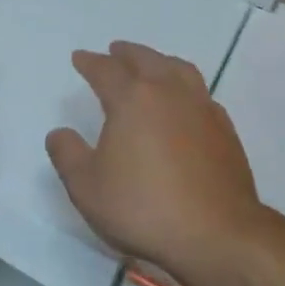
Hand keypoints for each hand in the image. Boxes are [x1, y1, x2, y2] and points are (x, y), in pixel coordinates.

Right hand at [45, 41, 262, 274]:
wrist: (217, 234)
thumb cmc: (144, 207)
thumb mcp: (87, 187)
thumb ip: (67, 155)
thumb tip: (59, 132)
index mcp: (132, 98)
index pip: (106, 70)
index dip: (90, 62)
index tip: (79, 58)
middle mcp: (168, 92)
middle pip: (146, 59)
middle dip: (126, 53)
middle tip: (115, 51)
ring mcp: (201, 108)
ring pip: (179, 69)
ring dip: (160, 62)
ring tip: (151, 65)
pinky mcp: (225, 130)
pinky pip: (201, 93)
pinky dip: (185, 87)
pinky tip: (184, 102)